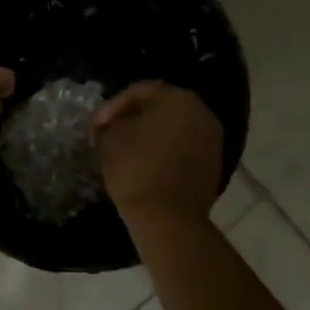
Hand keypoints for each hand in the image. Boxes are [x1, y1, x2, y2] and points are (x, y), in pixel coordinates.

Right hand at [94, 81, 223, 225]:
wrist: (168, 218)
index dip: (113, 105)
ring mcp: (212, 139)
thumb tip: (113, 123)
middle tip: (111, 132)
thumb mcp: (109, 138)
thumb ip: (110, 122)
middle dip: (135, 117)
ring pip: (174, 128)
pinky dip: (165, 151)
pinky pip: (184, 148)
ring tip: (128, 150)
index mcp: (178, 98)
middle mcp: (201, 112)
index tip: (96, 125)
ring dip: (151, 134)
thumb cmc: (135, 169)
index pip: (140, 91)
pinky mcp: (214, 165)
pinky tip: (147, 164)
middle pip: (161, 106)